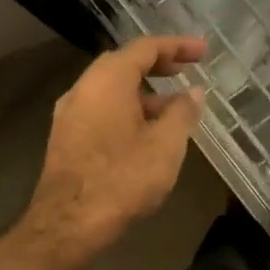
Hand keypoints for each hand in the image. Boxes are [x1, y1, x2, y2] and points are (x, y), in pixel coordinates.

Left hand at [27, 34, 207, 255]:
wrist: (69, 223)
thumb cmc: (123, 179)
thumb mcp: (166, 145)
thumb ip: (183, 113)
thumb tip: (194, 92)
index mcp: (108, 80)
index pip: (146, 48)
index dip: (178, 46)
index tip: (203, 52)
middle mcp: (83, 88)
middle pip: (123, 64)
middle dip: (158, 66)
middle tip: (186, 72)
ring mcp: (69, 114)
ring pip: (110, 90)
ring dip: (143, 93)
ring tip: (173, 110)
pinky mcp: (65, 138)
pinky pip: (100, 110)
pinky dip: (126, 110)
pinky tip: (145, 134)